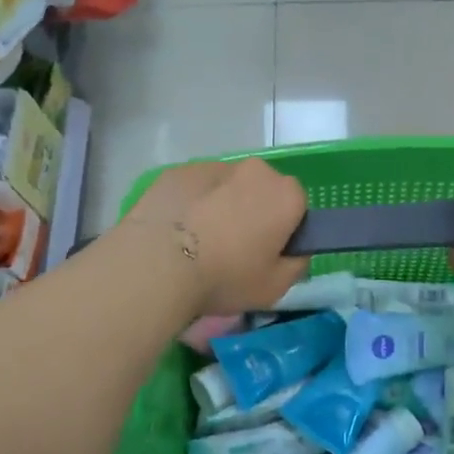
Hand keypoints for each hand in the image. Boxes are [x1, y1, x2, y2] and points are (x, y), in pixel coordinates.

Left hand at [120, 158, 308, 314]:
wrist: (157, 264)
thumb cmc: (225, 277)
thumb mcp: (275, 287)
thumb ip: (296, 264)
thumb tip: (293, 251)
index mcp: (285, 194)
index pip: (297, 206)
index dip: (285, 229)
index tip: (267, 253)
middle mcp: (254, 170)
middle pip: (262, 190)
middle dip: (254, 211)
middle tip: (234, 248)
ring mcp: (213, 165)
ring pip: (227, 186)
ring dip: (222, 205)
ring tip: (200, 242)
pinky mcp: (178, 171)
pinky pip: (196, 188)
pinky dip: (192, 203)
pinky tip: (176, 232)